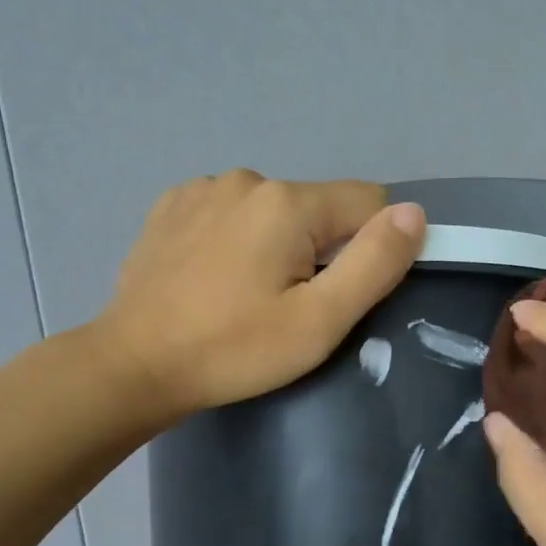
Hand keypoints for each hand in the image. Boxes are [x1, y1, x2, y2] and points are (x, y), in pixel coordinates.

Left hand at [98, 170, 424, 422]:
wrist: (132, 366)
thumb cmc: (233, 349)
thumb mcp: (319, 321)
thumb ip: (374, 263)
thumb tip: (413, 213)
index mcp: (288, 203)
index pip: (368, 201)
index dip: (370, 247)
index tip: (341, 293)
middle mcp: (247, 179)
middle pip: (318, 207)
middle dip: (319, 250)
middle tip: (288, 306)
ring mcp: (203, 189)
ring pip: (273, 210)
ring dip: (276, 243)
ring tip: (246, 295)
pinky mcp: (171, 206)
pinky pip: (230, 212)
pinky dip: (235, 238)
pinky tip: (213, 277)